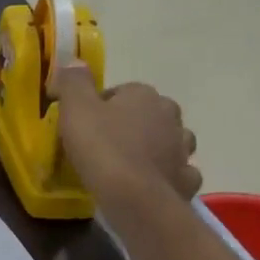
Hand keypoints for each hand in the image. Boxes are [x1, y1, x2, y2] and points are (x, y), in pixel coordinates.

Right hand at [55, 63, 202, 206]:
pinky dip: (166, 175)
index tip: (85, 124)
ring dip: (154, 147)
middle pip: (149, 113)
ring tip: (129, 163)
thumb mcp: (76, 110)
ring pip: (169, 141)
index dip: (101, 106)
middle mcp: (169, 116)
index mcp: (143, 95)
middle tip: (106, 142)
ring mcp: (182, 149)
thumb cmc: (102, 149)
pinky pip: (177, 172)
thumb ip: (74, 82)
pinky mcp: (186, 179)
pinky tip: (150, 184)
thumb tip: (74, 60)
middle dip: (132, 123)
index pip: (122, 91)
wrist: (135, 199)